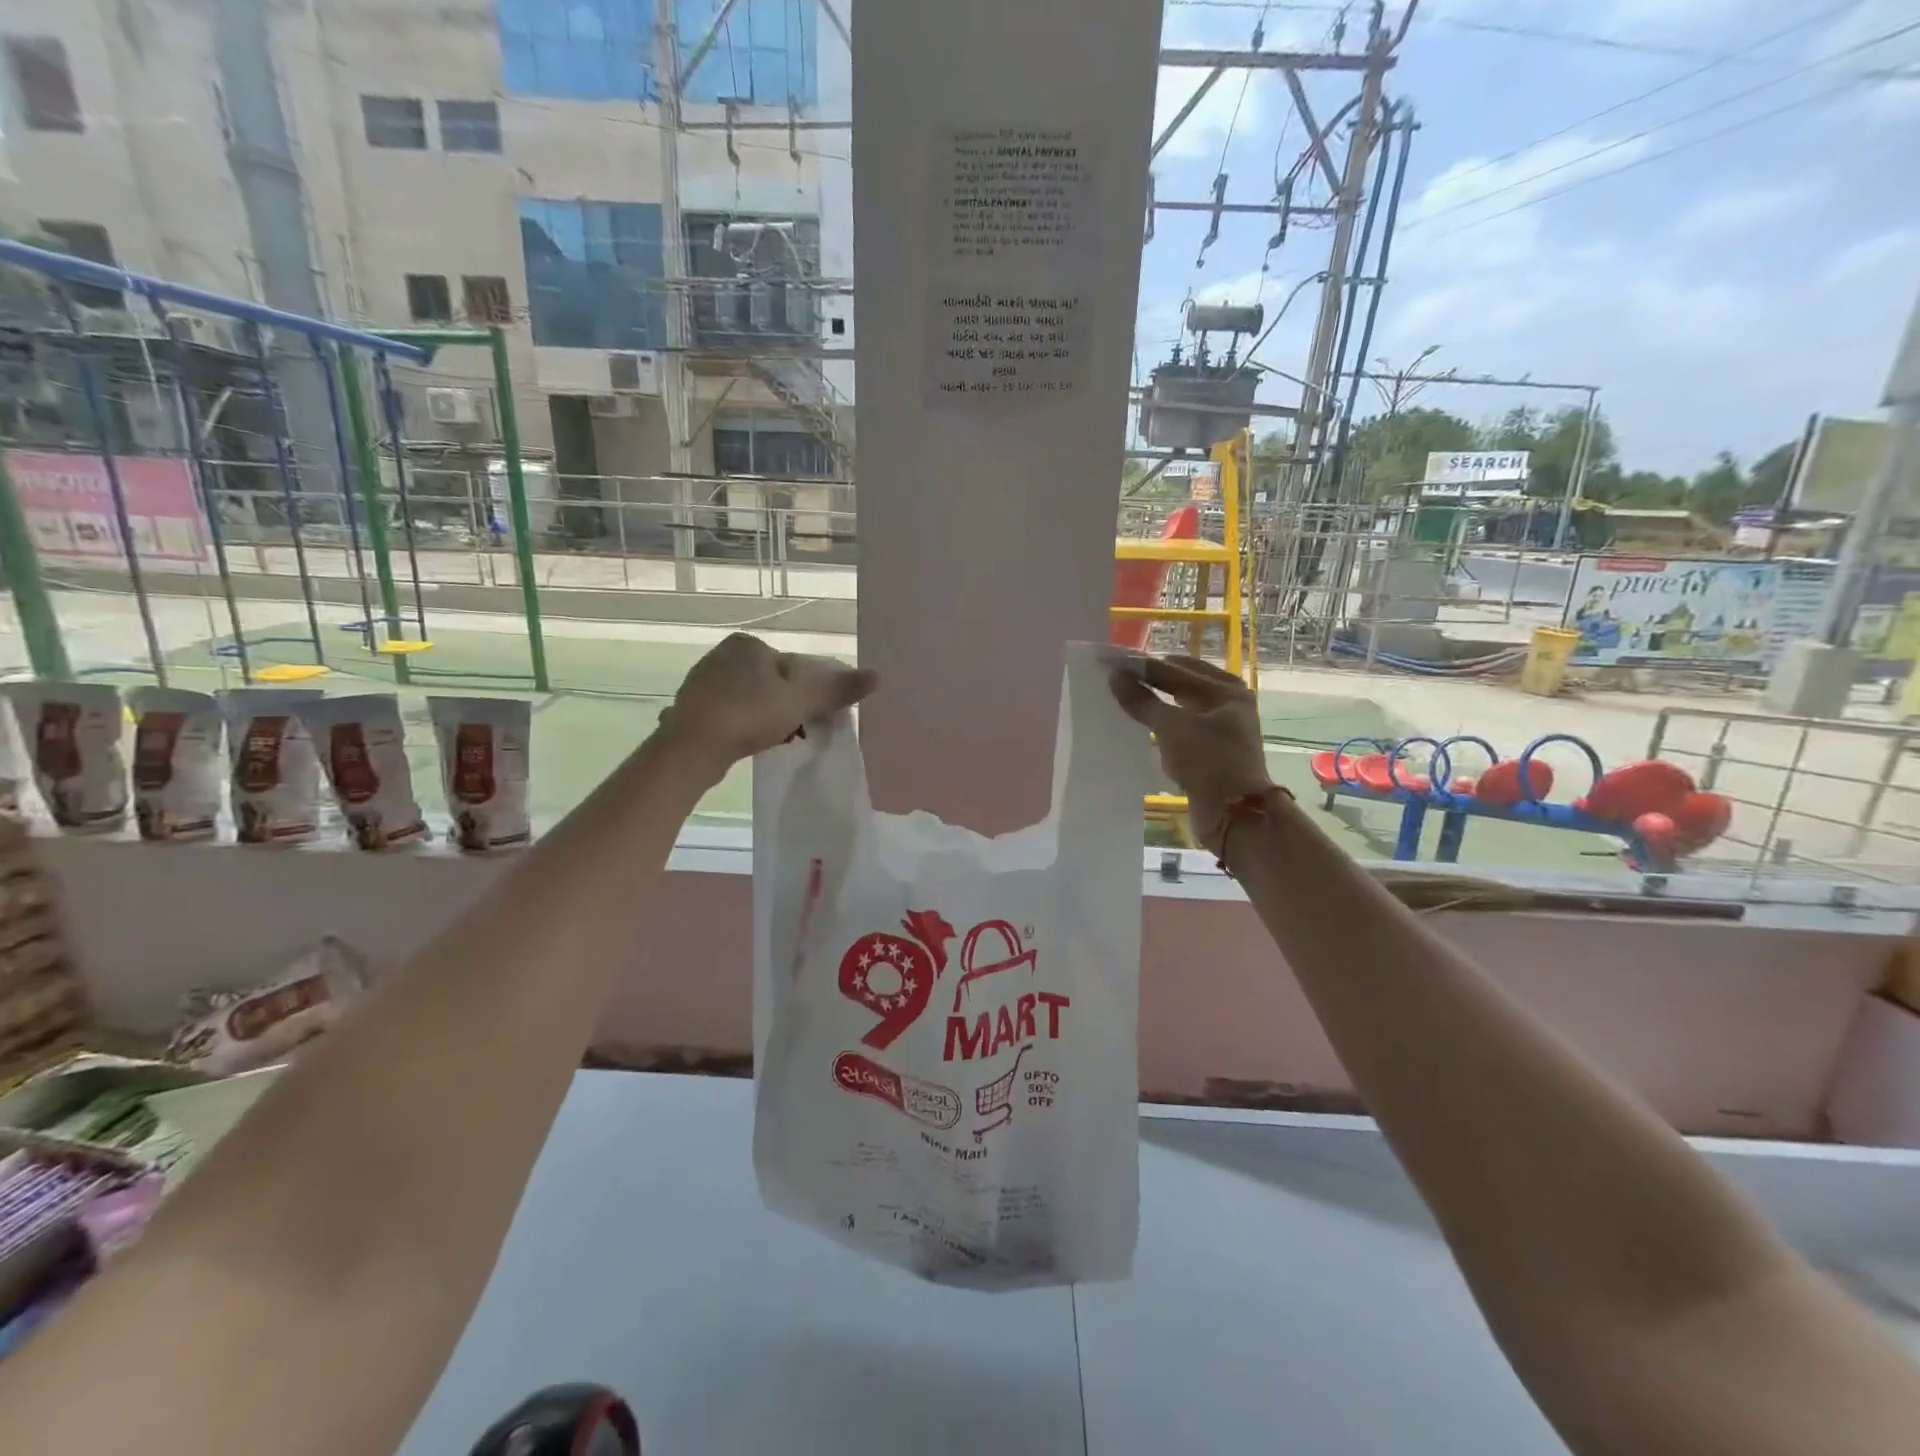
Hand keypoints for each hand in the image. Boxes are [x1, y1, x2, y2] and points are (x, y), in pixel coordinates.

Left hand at [657, 633, 877, 775]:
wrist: (692, 747)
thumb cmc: (749, 714)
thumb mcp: (800, 701)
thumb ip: (836, 689)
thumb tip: (877, 676)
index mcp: (748, 644)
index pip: (794, 666)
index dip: (810, 693)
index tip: (815, 718)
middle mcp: (722, 655)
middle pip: (773, 682)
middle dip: (788, 706)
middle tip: (799, 732)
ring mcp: (703, 681)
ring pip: (752, 699)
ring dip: (768, 718)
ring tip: (777, 741)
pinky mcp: (691, 707)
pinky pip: (731, 714)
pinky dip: (745, 726)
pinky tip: (751, 744)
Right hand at [1109, 654, 1271, 850]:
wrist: (1234, 814)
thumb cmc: (1208, 760)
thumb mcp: (1171, 726)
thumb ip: (1142, 700)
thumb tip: (1115, 676)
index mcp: (1225, 689)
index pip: (1175, 668)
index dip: (1143, 666)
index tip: (1113, 662)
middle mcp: (1227, 704)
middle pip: (1180, 686)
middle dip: (1150, 684)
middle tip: (1116, 681)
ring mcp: (1221, 729)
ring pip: (1179, 710)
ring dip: (1154, 707)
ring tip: (1123, 702)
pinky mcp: (1211, 753)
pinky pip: (1180, 732)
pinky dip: (1161, 730)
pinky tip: (1140, 731)